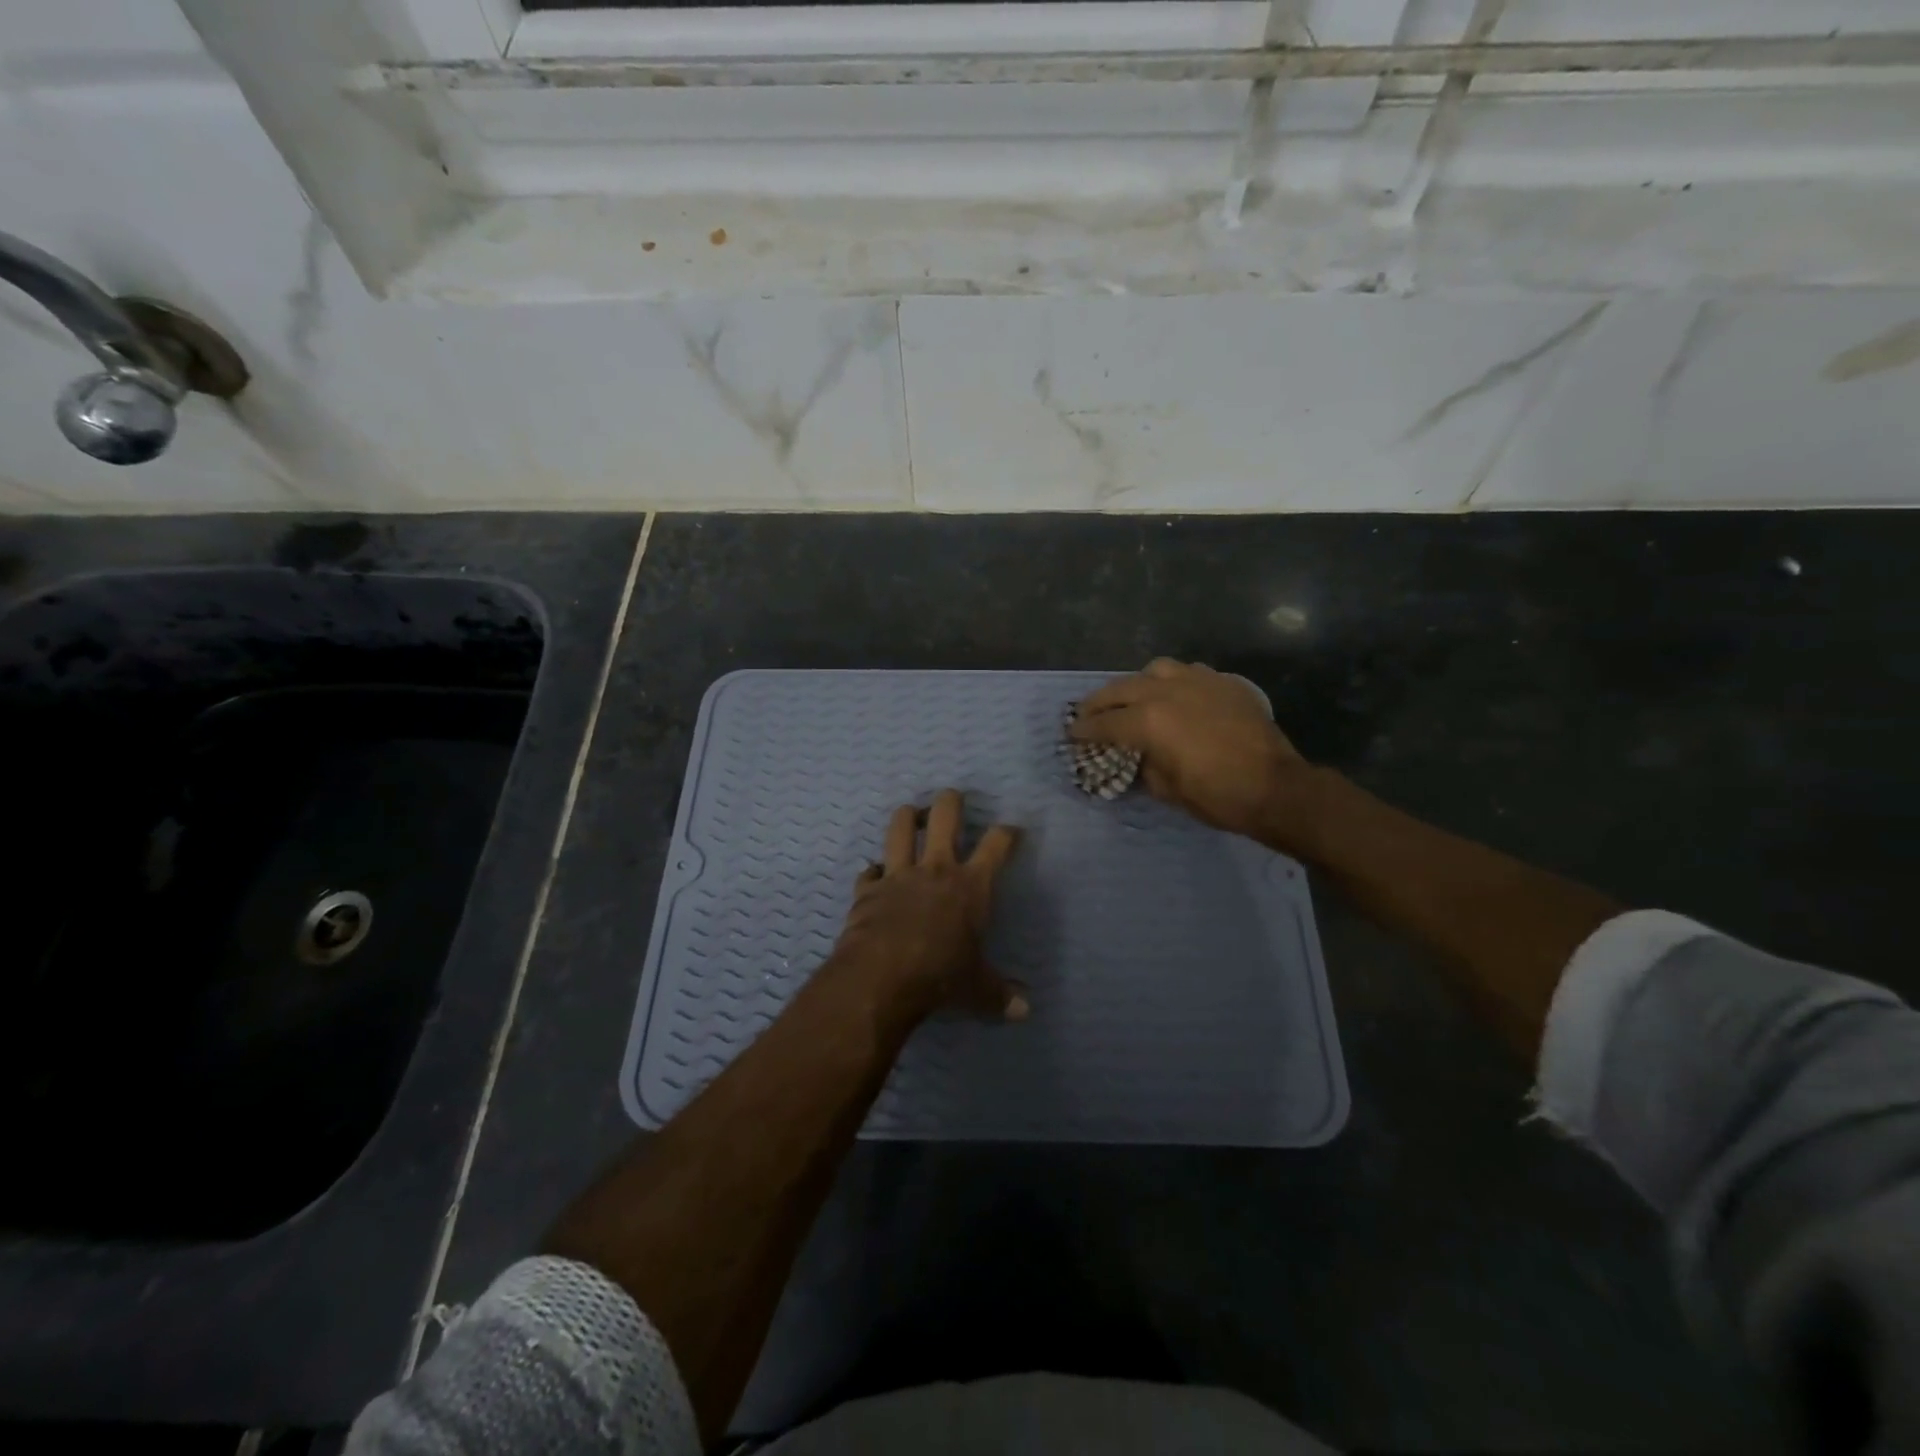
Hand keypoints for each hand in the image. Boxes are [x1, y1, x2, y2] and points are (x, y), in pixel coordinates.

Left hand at [832, 788, 1027, 1021]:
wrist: (882, 977)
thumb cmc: (941, 976)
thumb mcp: (977, 989)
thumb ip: (1000, 995)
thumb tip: (1025, 1012)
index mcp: (971, 885)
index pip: (997, 845)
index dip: (1007, 833)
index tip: (1011, 830)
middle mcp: (936, 868)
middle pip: (945, 816)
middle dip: (951, 801)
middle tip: (953, 797)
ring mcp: (898, 874)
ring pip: (900, 827)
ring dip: (906, 817)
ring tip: (910, 814)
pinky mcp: (868, 889)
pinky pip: (869, 871)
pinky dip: (874, 871)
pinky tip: (875, 875)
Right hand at [1071, 659, 1314, 845]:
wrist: (1276, 787)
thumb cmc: (1218, 796)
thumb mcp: (1168, 790)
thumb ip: (1144, 766)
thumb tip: (1136, 757)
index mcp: (1149, 721)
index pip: (1105, 723)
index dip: (1084, 730)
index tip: (1072, 733)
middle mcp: (1167, 692)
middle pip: (1121, 689)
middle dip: (1099, 701)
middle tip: (1086, 711)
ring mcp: (1198, 682)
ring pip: (1155, 670)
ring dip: (1137, 683)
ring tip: (1133, 696)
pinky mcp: (1223, 683)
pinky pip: (1189, 672)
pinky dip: (1172, 681)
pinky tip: (1174, 695)